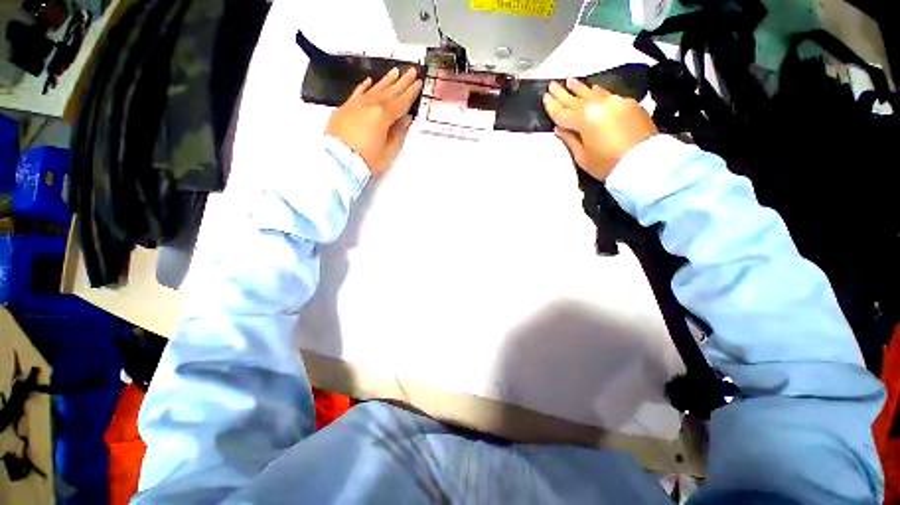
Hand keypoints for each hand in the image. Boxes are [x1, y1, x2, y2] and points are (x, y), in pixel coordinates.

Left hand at [325, 67, 422, 174]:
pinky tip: (369, 80)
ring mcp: (355, 104)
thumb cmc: (367, 160)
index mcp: (383, 115)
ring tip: (395, 71)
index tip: (419, 82)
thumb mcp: (389, 151)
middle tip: (411, 70)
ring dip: (386, 80)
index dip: (411, 93)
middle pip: (389, 91)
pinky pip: (356, 93)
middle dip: (402, 81)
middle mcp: (370, 105)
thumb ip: (399, 133)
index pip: (401, 102)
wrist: (338, 161)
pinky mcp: (344, 108)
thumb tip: (406, 118)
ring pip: (374, 89)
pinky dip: (364, 86)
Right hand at [543, 78, 657, 180]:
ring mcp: (615, 102)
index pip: (562, 112)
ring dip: (579, 88)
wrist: (644, 162)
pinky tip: (593, 88)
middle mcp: (598, 105)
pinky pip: (607, 95)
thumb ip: (569, 139)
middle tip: (552, 85)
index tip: (544, 97)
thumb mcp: (582, 157)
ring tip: (569, 80)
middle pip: (575, 99)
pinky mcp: (628, 104)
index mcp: (584, 119)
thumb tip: (559, 128)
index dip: (552, 106)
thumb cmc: (607, 164)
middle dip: (562, 93)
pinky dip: (597, 92)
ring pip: (592, 93)